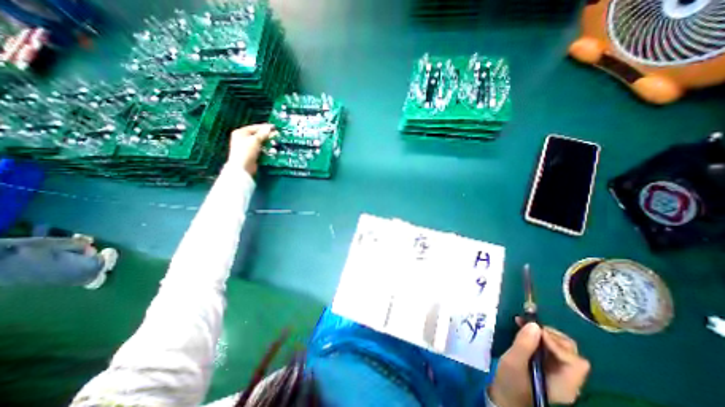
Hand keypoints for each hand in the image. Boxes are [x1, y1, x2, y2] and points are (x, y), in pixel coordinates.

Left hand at [230, 122, 277, 175]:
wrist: (242, 168)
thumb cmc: (246, 151)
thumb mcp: (255, 140)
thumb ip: (263, 134)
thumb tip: (269, 128)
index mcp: (241, 133)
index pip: (254, 127)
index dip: (265, 127)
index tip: (274, 127)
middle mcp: (243, 139)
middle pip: (258, 135)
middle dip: (267, 136)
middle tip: (277, 136)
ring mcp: (247, 147)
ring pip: (260, 143)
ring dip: (268, 144)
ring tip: (275, 144)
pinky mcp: (252, 155)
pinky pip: (261, 150)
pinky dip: (267, 150)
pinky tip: (272, 152)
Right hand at [487, 319, 587, 405]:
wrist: (505, 397)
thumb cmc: (510, 383)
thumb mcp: (513, 363)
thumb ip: (524, 344)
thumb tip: (534, 325)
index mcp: (564, 385)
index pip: (575, 362)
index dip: (557, 344)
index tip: (535, 332)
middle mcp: (567, 379)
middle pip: (571, 353)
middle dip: (551, 335)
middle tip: (529, 325)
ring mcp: (557, 373)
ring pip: (560, 348)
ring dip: (543, 333)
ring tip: (523, 323)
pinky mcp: (546, 366)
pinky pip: (548, 348)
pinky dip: (538, 336)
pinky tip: (523, 328)